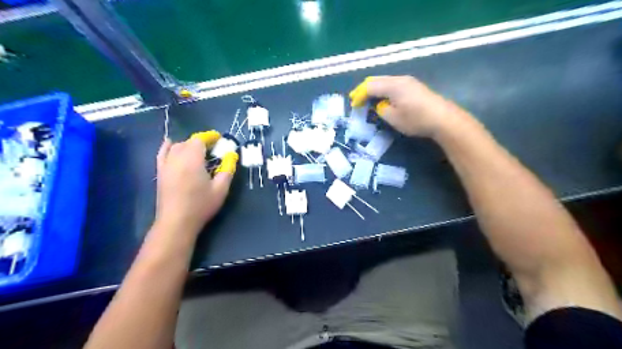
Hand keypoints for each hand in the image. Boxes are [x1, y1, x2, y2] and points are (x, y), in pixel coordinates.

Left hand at [156, 138, 232, 234]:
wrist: (177, 222)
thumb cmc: (201, 205)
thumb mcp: (220, 189)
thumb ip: (227, 169)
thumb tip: (232, 155)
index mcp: (192, 160)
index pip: (199, 140)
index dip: (209, 137)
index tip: (219, 139)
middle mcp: (177, 158)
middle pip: (188, 142)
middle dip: (201, 142)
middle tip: (213, 149)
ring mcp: (166, 165)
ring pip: (176, 147)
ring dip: (188, 145)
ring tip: (198, 152)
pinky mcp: (160, 173)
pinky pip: (162, 154)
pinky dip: (167, 147)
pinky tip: (170, 144)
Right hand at [349, 75, 471, 137]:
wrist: (443, 118)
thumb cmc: (416, 119)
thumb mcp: (393, 118)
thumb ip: (381, 110)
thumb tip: (379, 105)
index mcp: (392, 85)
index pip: (370, 86)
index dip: (359, 94)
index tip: (353, 105)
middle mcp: (399, 79)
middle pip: (377, 80)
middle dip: (364, 89)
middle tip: (356, 99)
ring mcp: (408, 81)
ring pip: (385, 81)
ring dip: (374, 89)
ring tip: (367, 99)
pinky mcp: (414, 86)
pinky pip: (393, 84)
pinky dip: (383, 90)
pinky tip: (383, 98)